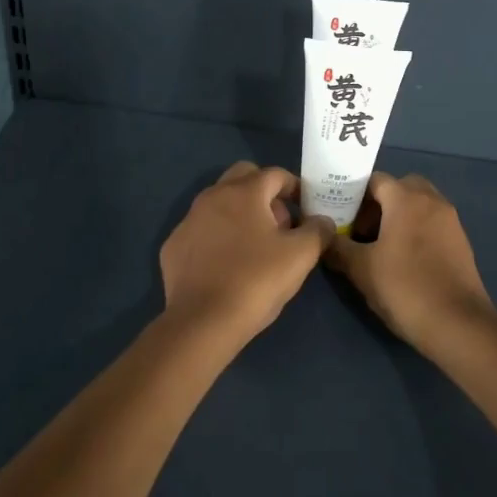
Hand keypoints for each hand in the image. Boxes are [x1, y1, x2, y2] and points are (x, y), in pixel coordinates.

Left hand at [159, 162, 335, 343]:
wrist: (202, 321)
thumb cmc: (256, 281)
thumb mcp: (301, 256)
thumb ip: (317, 231)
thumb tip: (322, 221)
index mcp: (243, 192)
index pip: (274, 174)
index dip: (294, 187)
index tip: (305, 208)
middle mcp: (211, 196)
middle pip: (242, 178)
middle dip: (264, 193)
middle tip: (280, 224)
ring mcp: (188, 220)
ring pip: (219, 203)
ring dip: (240, 214)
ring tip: (255, 247)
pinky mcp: (173, 245)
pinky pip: (202, 230)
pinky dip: (217, 237)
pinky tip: (226, 265)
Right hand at [325, 172, 495, 352]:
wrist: (458, 325)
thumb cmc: (404, 288)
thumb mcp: (361, 269)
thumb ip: (338, 247)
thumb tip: (323, 237)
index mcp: (406, 199)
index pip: (375, 180)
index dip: (353, 195)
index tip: (339, 216)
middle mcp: (432, 201)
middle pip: (400, 187)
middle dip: (379, 203)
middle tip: (362, 229)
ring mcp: (451, 221)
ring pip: (419, 205)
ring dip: (399, 216)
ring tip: (380, 247)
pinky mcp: (461, 242)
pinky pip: (432, 223)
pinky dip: (416, 230)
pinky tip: (403, 260)